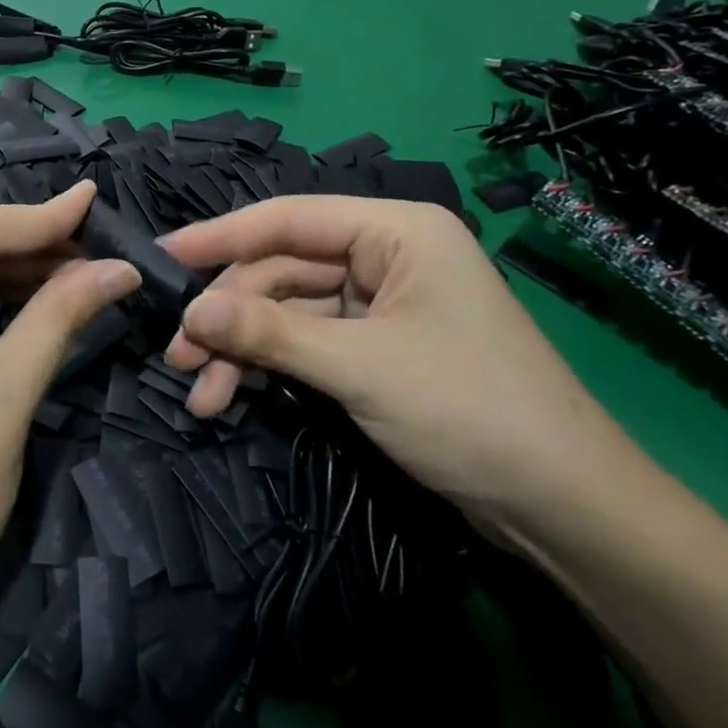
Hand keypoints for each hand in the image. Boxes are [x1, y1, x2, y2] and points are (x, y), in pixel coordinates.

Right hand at [160, 196, 636, 544]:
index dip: (220, 237)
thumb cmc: (469, 411)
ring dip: (242, 350)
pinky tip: (233, 397)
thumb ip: (269, 333)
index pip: (287, 218)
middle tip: (178, 357)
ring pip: (287, 312)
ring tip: (199, 393)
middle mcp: (385, 255)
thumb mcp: (358, 367)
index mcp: (396, 231)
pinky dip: (270, 367)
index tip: (162, 256)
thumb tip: (190, 313)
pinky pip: (306, 343)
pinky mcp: (375, 347)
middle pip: (281, 271)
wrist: (565, 509)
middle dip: (229, 316)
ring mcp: (380, 303)